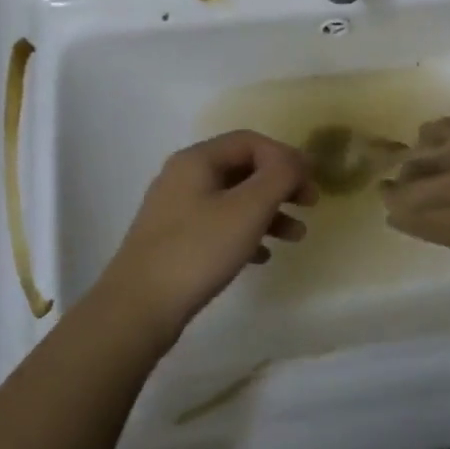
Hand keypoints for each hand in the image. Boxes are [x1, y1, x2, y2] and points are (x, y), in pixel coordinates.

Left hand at [88, 131, 315, 343]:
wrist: (138, 308)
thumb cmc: (198, 250)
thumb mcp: (248, 209)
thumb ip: (279, 176)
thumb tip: (297, 160)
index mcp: (197, 160)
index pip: (251, 141)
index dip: (286, 157)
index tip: (311, 182)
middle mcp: (183, 177)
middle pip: (243, 168)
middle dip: (280, 185)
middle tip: (310, 205)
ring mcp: (176, 209)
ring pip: (233, 199)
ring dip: (268, 212)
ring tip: (295, 237)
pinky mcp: (174, 240)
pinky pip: (219, 226)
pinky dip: (246, 234)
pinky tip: (262, 256)